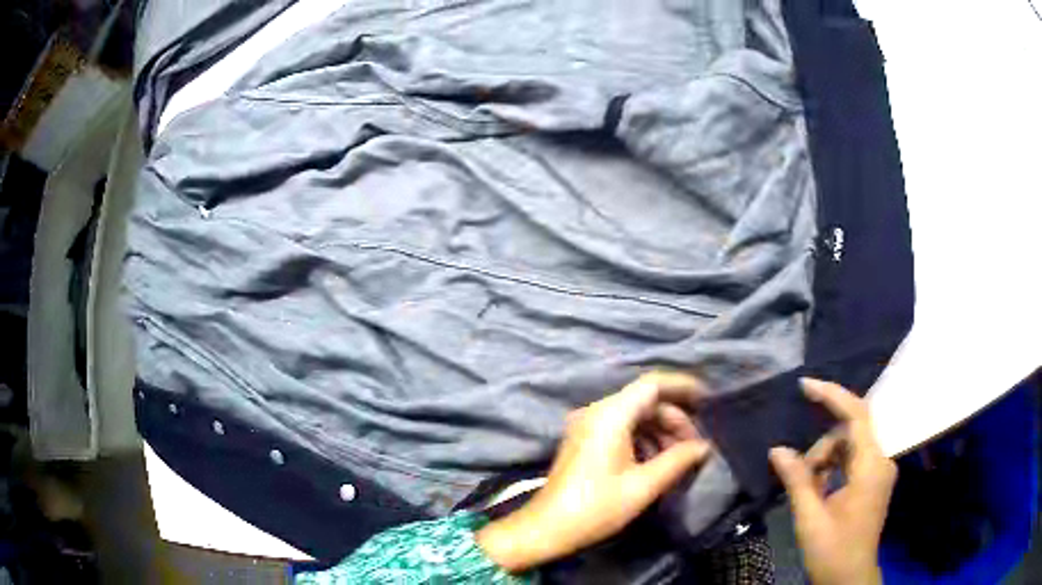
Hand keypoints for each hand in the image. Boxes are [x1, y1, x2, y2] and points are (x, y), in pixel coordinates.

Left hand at [477, 372, 711, 572]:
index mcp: (610, 415)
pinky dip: (643, 439)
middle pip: (645, 401)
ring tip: (679, 458)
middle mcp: (596, 412)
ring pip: (634, 416)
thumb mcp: (643, 485)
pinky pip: (621, 428)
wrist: (547, 528)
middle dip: (674, 419)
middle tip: (695, 446)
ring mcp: (587, 425)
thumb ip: (678, 460)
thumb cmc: (596, 507)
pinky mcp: (584, 440)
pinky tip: (656, 462)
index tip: (707, 400)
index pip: (652, 384)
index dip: (683, 386)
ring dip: (660, 432)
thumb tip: (704, 447)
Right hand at [770, 379, 897, 584]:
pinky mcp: (873, 482)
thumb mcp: (810, 517)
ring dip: (824, 461)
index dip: (832, 395)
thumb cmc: (832, 550)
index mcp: (871, 466)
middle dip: (821, 447)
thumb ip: (797, 479)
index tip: (805, 385)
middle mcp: (881, 461)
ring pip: (849, 447)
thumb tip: (777, 450)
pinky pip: (852, 461)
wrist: (850, 579)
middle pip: (850, 433)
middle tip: (797, 473)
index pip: (857, 415)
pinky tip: (817, 490)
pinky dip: (832, 469)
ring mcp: (879, 472)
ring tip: (805, 489)